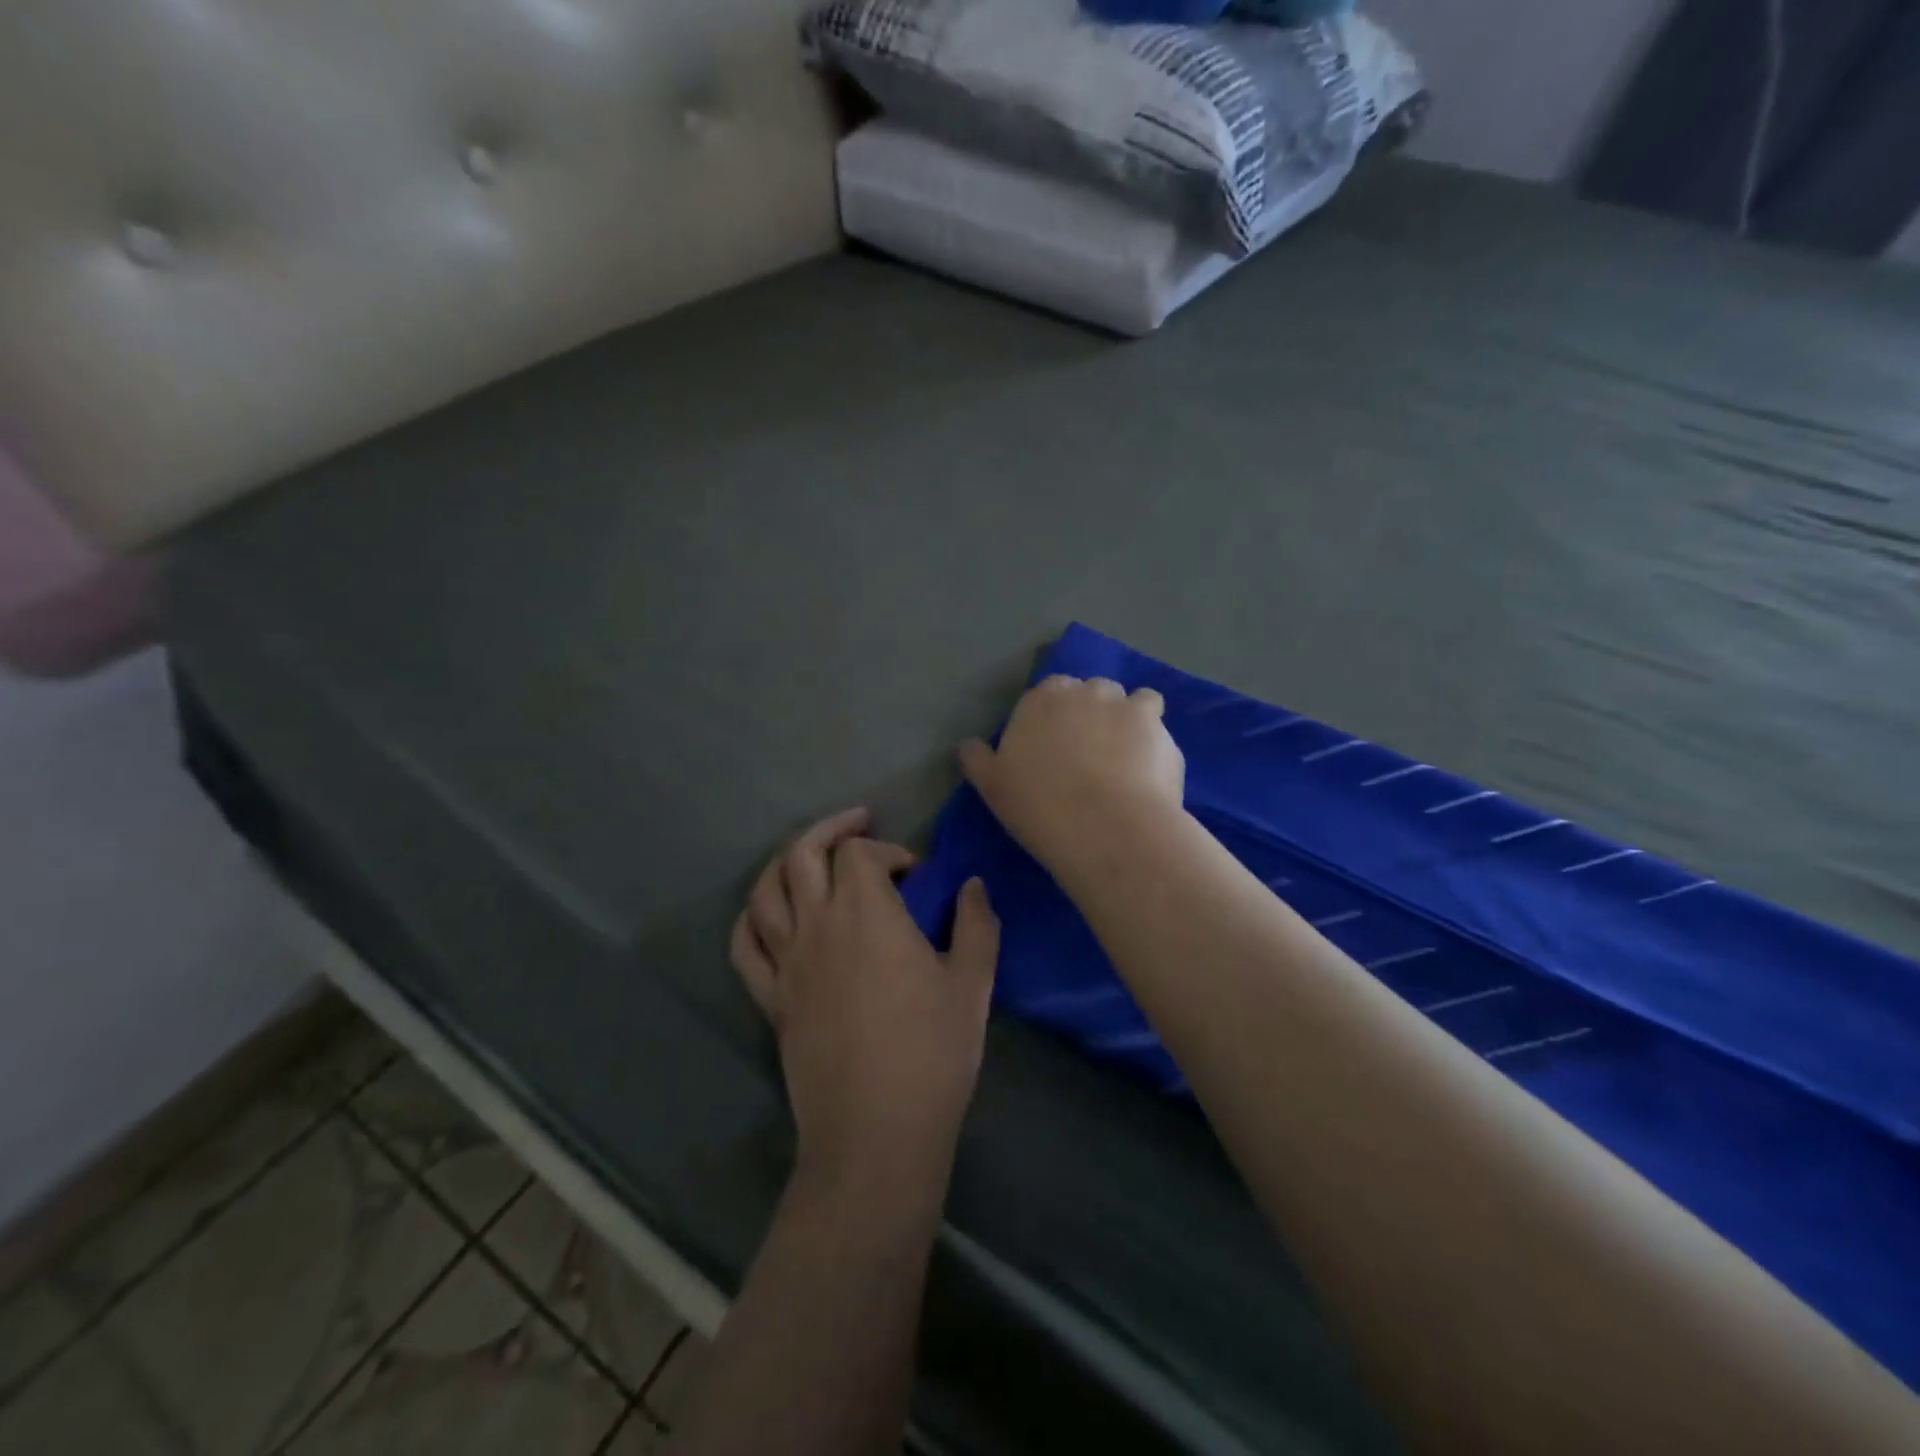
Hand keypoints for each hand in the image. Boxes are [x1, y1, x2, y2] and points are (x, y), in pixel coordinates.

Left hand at [731, 808, 999, 1189]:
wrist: (875, 1132)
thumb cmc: (932, 1054)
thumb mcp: (971, 984)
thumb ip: (975, 924)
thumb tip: (972, 886)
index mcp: (866, 914)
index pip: (860, 853)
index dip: (888, 850)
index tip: (916, 876)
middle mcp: (817, 925)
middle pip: (803, 853)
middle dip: (832, 830)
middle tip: (859, 824)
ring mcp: (786, 962)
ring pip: (766, 890)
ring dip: (786, 862)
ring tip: (811, 859)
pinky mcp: (771, 998)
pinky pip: (745, 945)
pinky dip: (752, 918)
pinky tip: (769, 914)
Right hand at [960, 675, 1185, 883]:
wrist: (1105, 828)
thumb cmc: (1039, 807)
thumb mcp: (992, 787)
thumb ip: (978, 759)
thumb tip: (967, 745)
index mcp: (1041, 699)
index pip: (1048, 692)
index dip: (1052, 717)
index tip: (1052, 746)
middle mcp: (1084, 691)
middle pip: (1090, 692)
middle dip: (1090, 713)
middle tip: (1088, 753)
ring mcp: (1125, 705)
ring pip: (1128, 700)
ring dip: (1125, 718)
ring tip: (1124, 757)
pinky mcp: (1158, 727)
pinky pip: (1156, 720)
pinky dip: (1152, 736)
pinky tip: (1148, 765)